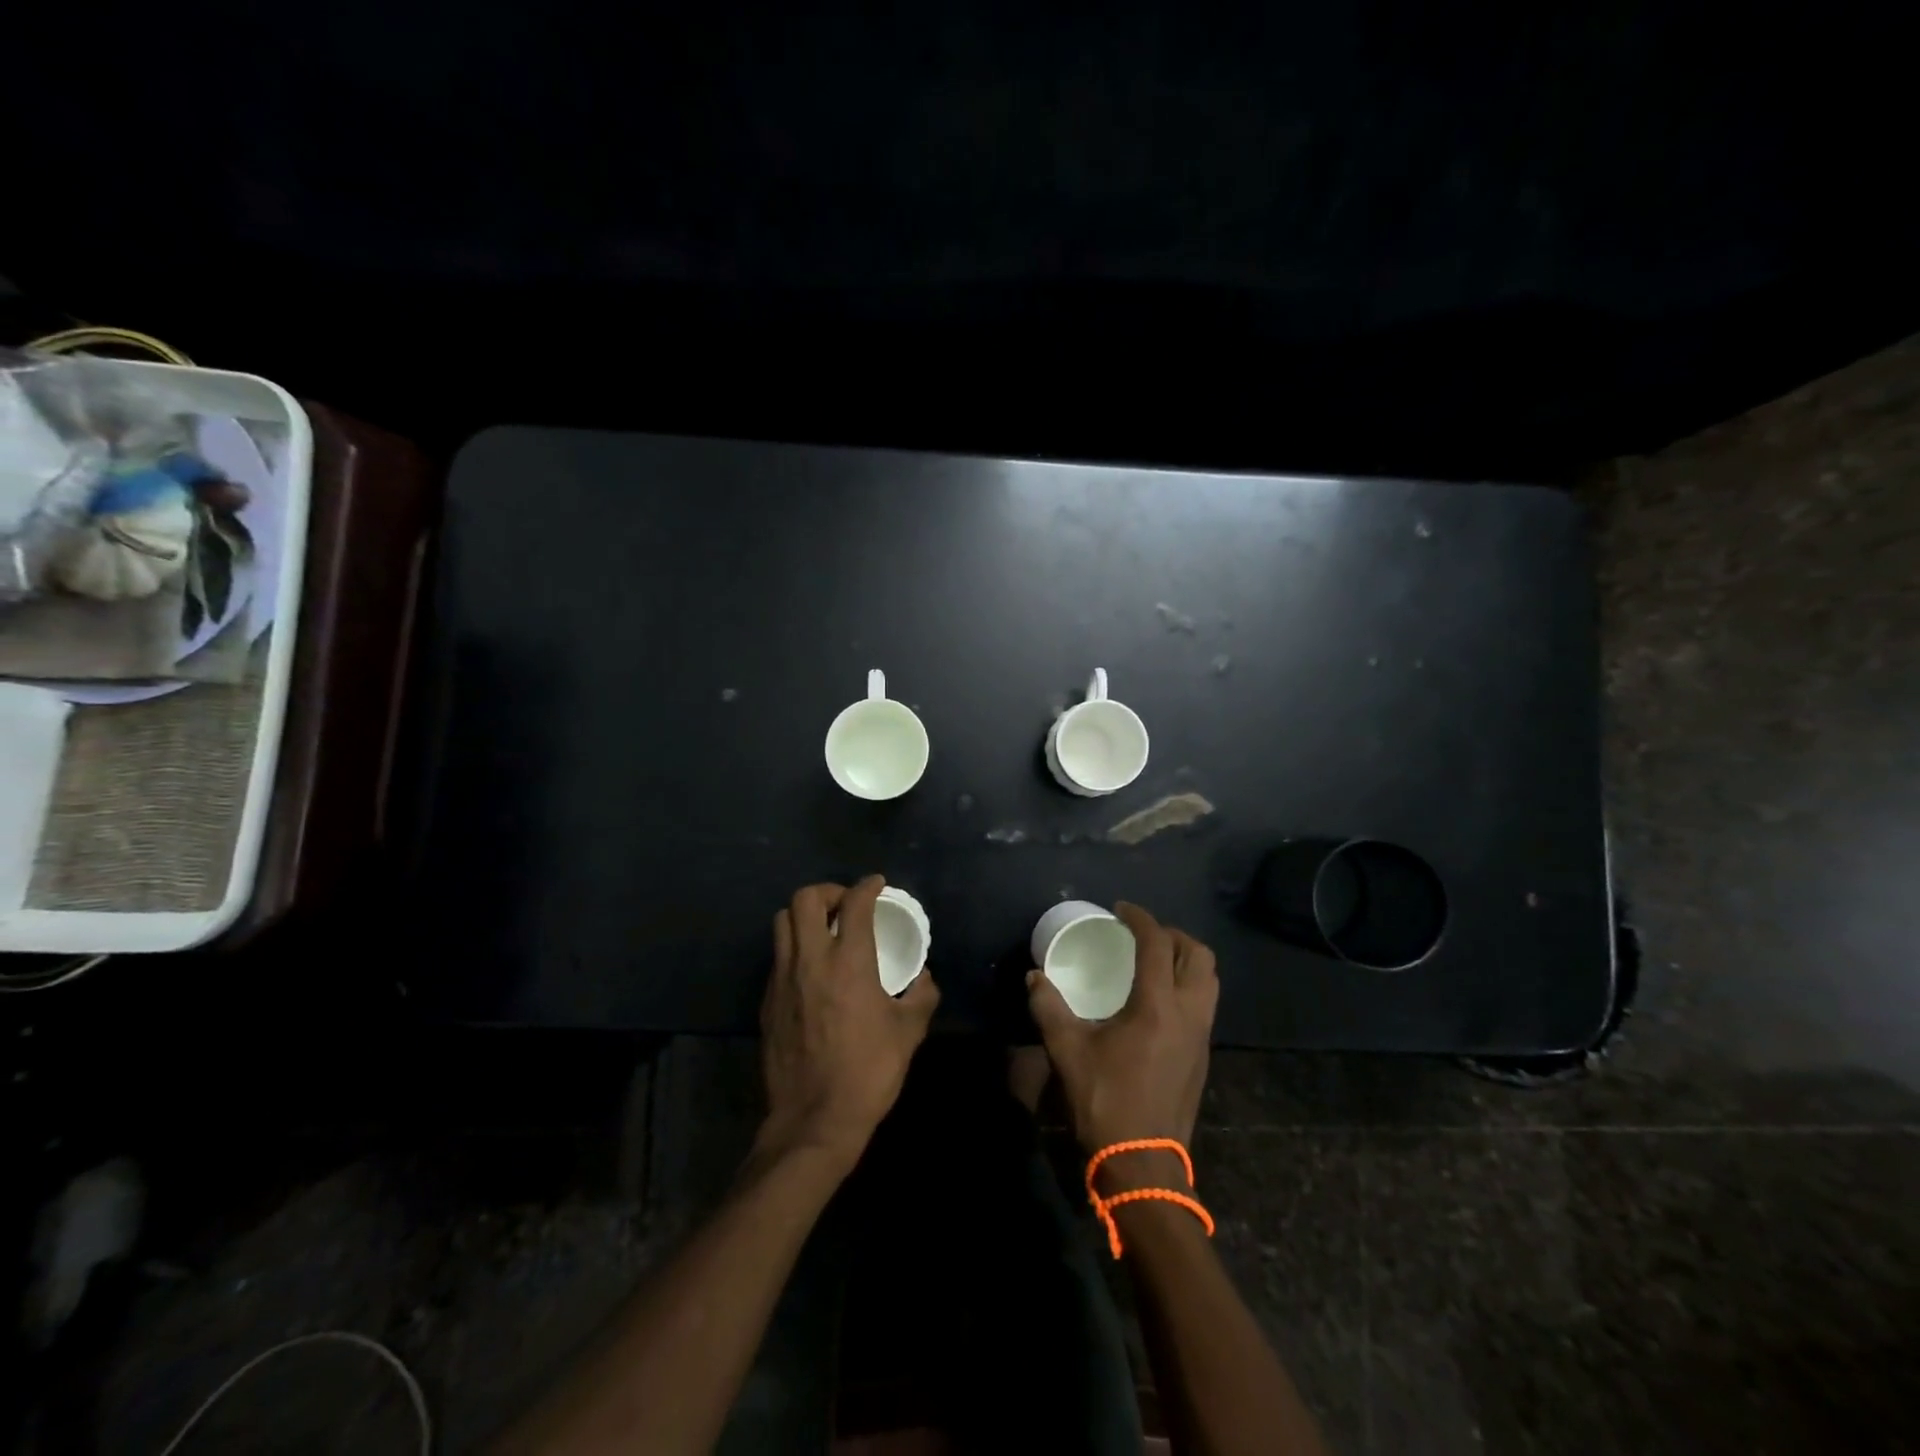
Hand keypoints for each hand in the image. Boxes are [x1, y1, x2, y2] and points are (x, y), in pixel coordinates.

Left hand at [759, 877, 938, 1167]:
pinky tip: (812, 970)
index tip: (876, 885)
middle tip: (846, 905)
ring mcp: (783, 978)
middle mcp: (811, 959)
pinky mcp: (767, 1000)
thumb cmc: (868, 1071)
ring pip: (782, 922)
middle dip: (828, 891)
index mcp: (850, 961)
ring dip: (804, 916)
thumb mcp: (908, 1033)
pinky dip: (794, 947)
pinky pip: (777, 955)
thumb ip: (921, 996)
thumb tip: (923, 977)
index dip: (867, 886)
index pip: (855, 903)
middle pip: (806, 899)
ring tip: (825, 930)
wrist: (813, 1120)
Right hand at [1027, 903, 1217, 1155]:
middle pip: (1198, 956)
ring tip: (1154, 961)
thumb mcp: (1067, 1051)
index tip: (1121, 909)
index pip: (1157, 945)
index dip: (1141, 919)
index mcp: (1157, 1006)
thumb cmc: (1106, 1101)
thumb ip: (1049, 1007)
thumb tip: (1035, 977)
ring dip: (1186, 960)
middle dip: (1173, 935)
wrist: (1143, 1164)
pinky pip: (1205, 1004)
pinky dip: (1188, 986)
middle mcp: (1188, 1013)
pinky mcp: (1202, 1056)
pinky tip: (1159, 1000)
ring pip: (1209, 980)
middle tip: (1143, 935)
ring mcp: (1201, 1036)